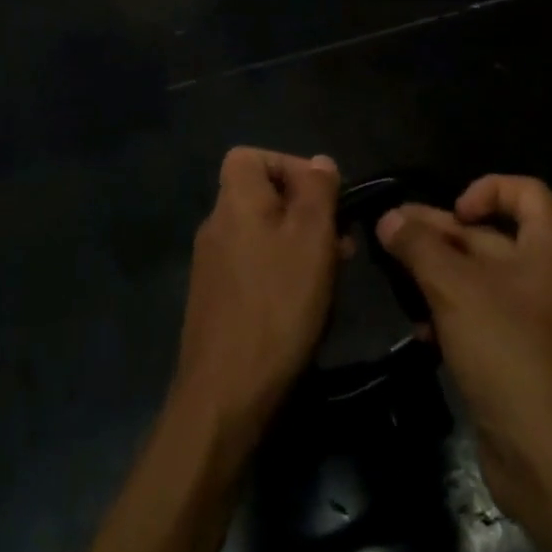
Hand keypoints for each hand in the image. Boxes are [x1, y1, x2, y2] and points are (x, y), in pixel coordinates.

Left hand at [172, 147, 341, 451]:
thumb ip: (317, 192)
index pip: (250, 156)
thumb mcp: (311, 239)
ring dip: (298, 243)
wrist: (226, 394)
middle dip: (304, 210)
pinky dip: (281, 271)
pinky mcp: (216, 300)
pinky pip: (253, 265)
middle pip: (260, 195)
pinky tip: (304, 302)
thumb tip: (320, 162)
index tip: (322, 196)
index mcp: (235, 201)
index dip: (288, 164)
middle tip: (340, 241)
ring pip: (261, 233)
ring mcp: (212, 265)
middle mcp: (217, 225)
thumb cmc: (276, 304)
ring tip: (332, 272)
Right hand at [377, 175, 551, 528]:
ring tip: (395, 279)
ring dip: (438, 274)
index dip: (483, 191)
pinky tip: (418, 328)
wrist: (551, 456)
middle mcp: (550, 273)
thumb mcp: (455, 287)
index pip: (522, 190)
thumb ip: (419, 246)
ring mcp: (536, 317)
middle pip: (491, 235)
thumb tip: (389, 218)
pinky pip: (482, 316)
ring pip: (480, 277)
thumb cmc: (509, 349)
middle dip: (441, 234)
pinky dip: (450, 312)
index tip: (450, 214)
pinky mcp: (520, 354)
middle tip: (390, 235)